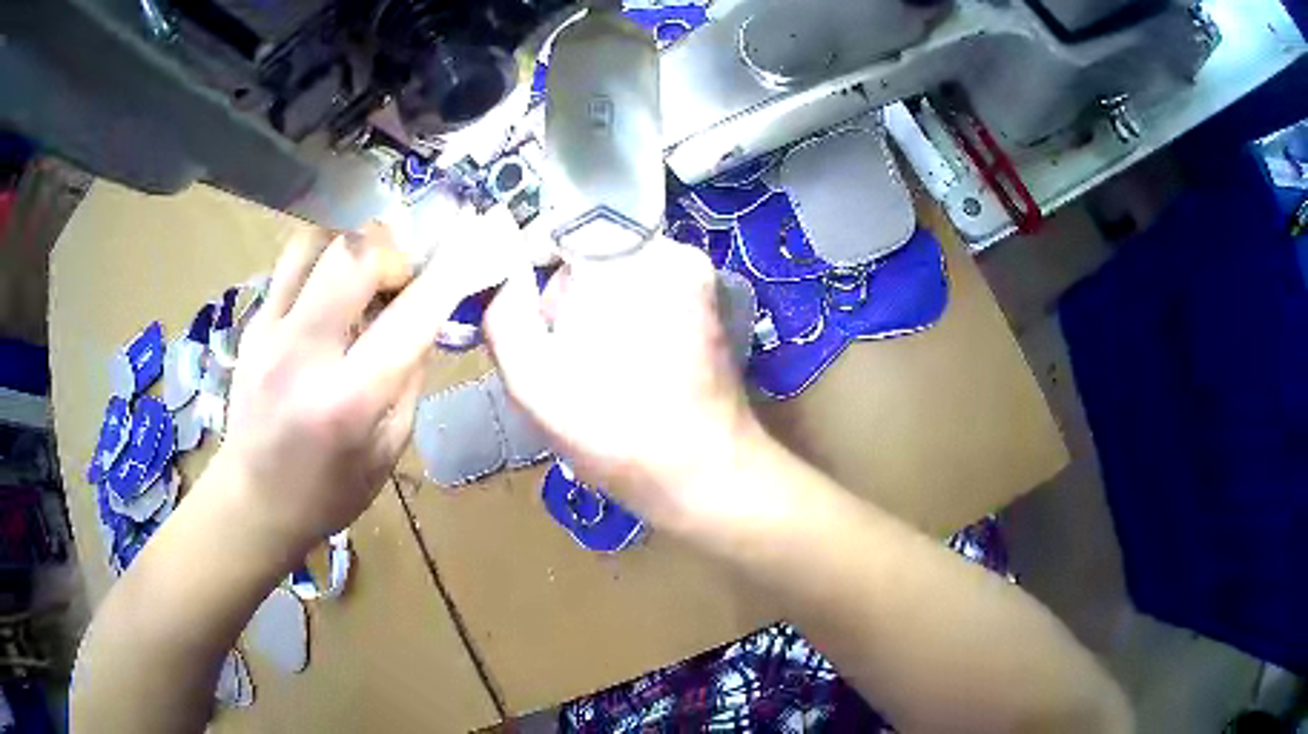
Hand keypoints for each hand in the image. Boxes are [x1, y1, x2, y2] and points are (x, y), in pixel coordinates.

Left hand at [211, 223, 475, 555]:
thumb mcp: (387, 450)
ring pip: (315, 241)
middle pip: (353, 253)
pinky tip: (332, 292)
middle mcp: (302, 355)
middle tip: (403, 276)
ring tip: (365, 273)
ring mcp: (268, 333)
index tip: (469, 253)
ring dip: (352, 245)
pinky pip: (292, 264)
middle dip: (392, 251)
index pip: (409, 317)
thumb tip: (425, 318)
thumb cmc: (328, 493)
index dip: (446, 277)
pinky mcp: (252, 324)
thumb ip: (408, 379)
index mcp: (347, 401)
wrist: (253, 502)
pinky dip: (323, 262)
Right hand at [484, 239, 763, 532]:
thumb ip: (503, 315)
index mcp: (629, 259)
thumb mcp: (533, 381)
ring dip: (594, 312)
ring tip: (593, 370)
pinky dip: (625, 320)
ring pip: (617, 274)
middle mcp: (673, 251)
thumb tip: (500, 273)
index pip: (559, 227)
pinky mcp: (709, 304)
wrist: (707, 477)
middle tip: (561, 357)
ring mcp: (699, 277)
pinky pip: (646, 292)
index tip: (523, 312)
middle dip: (565, 296)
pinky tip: (624, 369)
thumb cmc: (617, 434)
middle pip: (590, 251)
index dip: (530, 266)